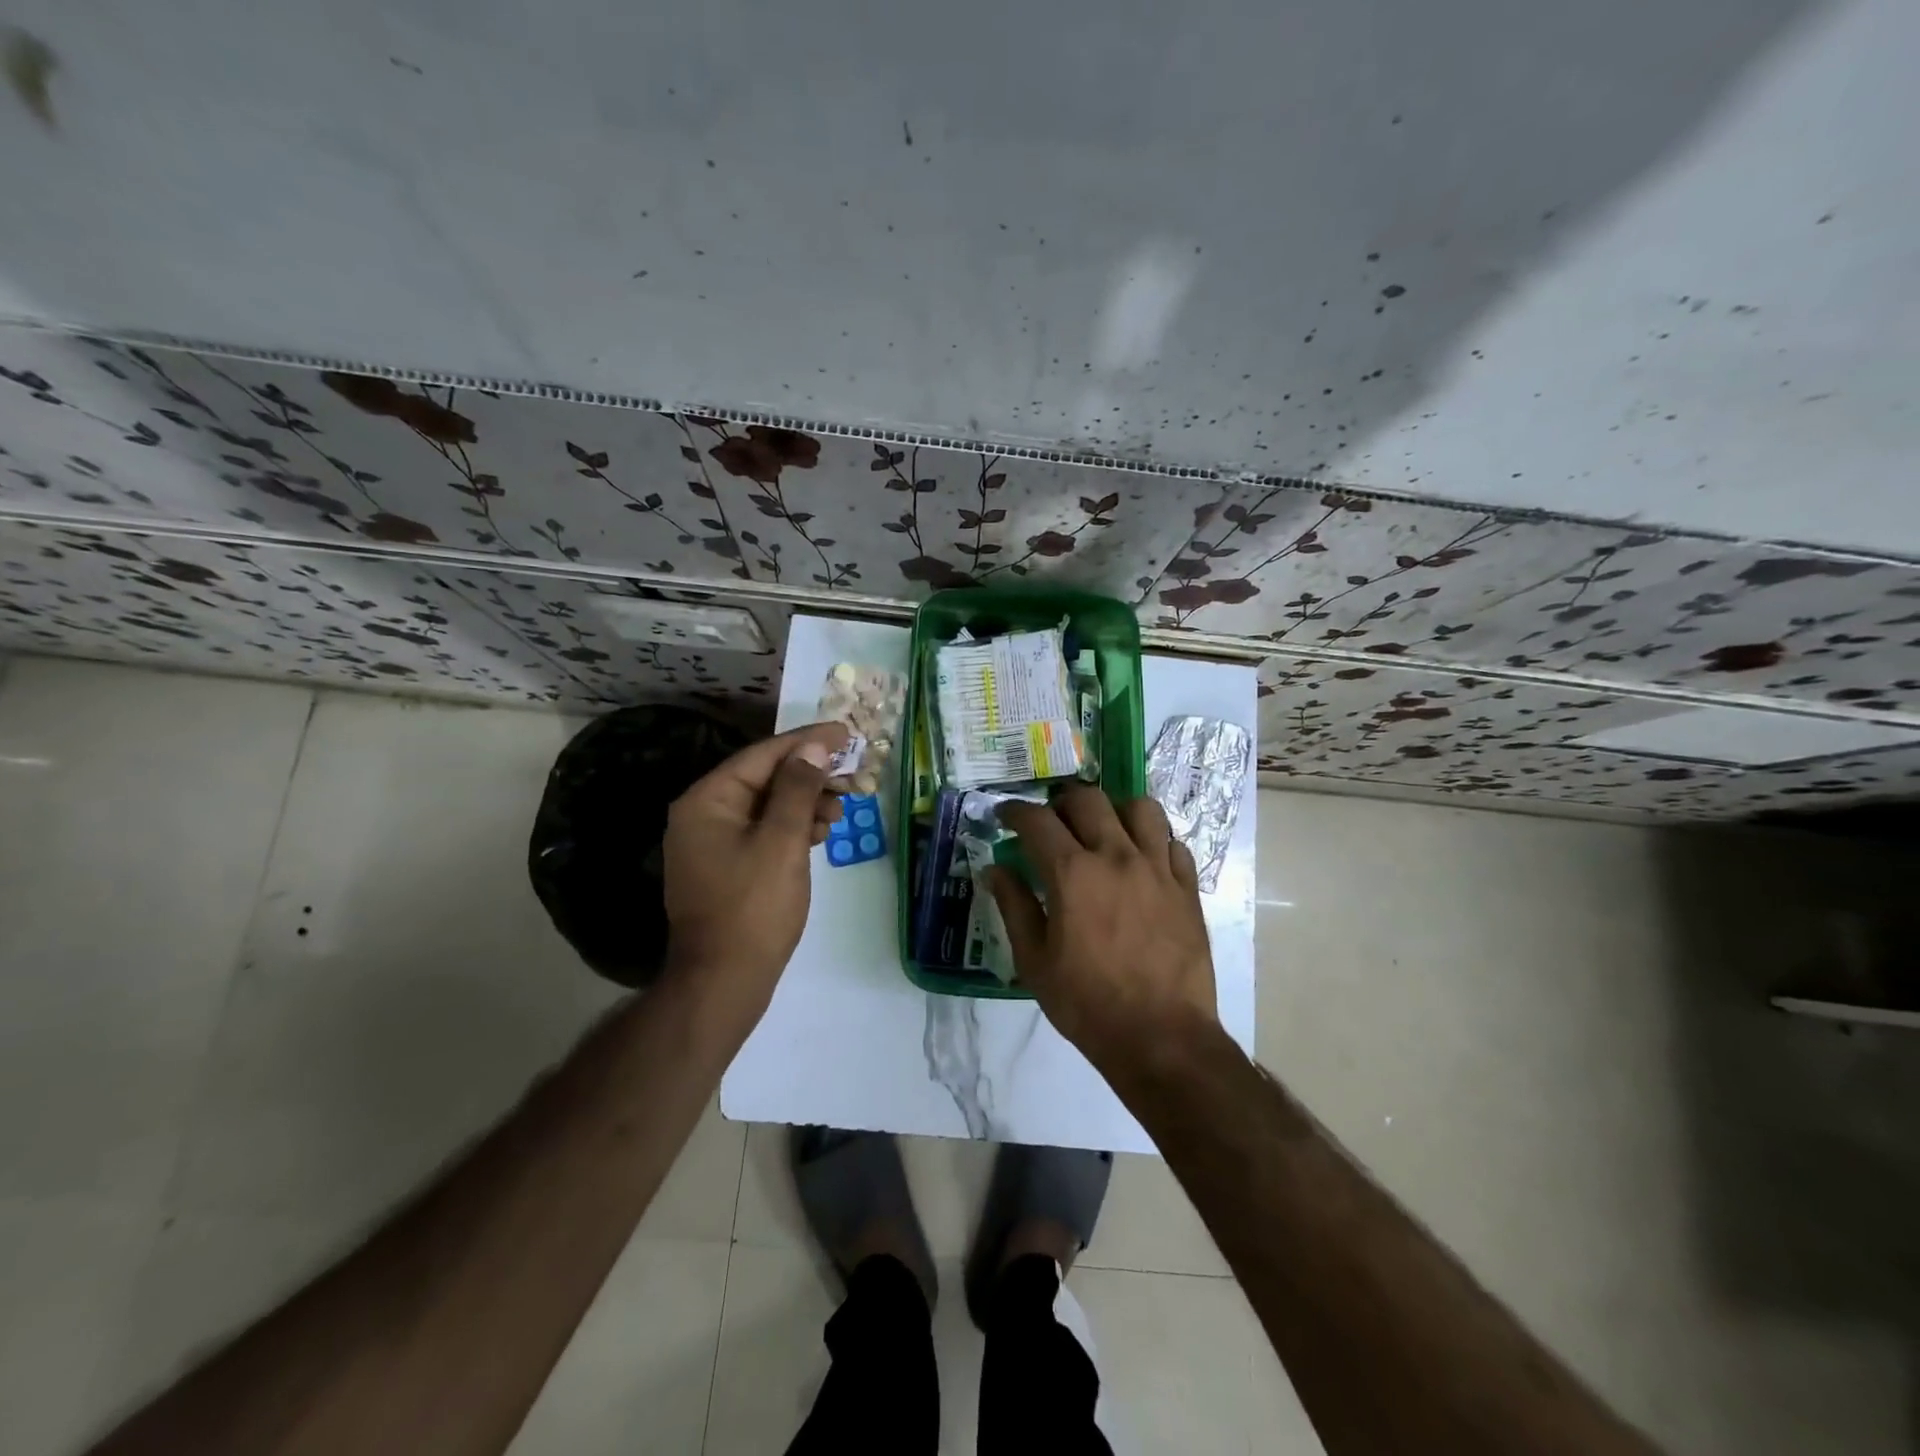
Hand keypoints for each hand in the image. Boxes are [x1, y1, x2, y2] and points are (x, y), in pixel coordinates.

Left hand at [662, 722, 847, 1015]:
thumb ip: (798, 788)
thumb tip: (813, 747)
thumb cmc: (753, 908)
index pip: (763, 755)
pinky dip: (793, 827)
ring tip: (840, 810)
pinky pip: (763, 831)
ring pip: (767, 806)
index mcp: (708, 800)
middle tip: (852, 776)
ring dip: (805, 802)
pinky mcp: (727, 867)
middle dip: (810, 775)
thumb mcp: (782, 842)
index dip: (807, 741)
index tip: (846, 733)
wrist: (723, 982)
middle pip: (764, 778)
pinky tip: (820, 833)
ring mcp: (712, 843)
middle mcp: (703, 814)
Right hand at [988, 786, 1217, 1072]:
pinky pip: (1172, 843)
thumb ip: (1013, 906)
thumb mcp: (1034, 961)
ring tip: (1104, 831)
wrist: (1162, 1038)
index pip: (1037, 820)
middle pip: (1087, 799)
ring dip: (1115, 811)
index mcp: (1073, 873)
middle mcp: (1116, 856)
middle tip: (1052, 823)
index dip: (1015, 811)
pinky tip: (1142, 862)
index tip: (1005, 817)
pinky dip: (1153, 842)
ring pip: (1140, 808)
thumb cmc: (1087, 1003)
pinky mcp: (1187, 887)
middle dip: (1061, 803)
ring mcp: (1158, 868)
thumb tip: (994, 869)